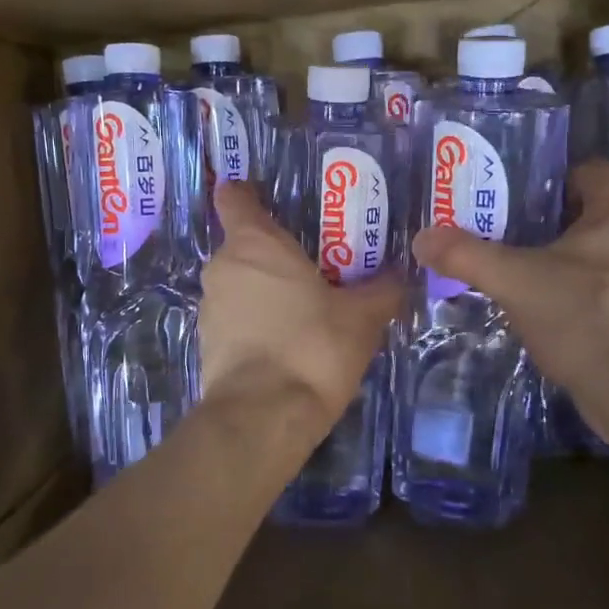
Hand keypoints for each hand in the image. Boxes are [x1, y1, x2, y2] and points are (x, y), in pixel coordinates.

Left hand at [199, 182, 404, 425]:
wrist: (263, 416)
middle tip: (314, 261)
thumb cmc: (312, 347)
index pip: (235, 198)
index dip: (247, 192)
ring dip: (264, 288)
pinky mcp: (206, 343)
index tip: (268, 195)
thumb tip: (401, 274)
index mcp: (254, 243)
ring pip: (238, 282)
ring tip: (304, 303)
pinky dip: (255, 319)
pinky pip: (234, 316)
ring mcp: (210, 306)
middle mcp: (223, 266)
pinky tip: (286, 339)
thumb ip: (382, 290)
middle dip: (274, 250)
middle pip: (243, 244)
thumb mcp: (361, 317)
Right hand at [413, 160, 608, 435]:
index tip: (524, 188)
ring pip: (595, 261)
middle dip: (550, 222)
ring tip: (515, 272)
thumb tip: (422, 237)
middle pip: (592, 217)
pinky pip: (599, 297)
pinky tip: (539, 314)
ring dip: (560, 264)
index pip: (597, 173)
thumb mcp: (514, 281)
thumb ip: (466, 256)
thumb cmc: (583, 316)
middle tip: (504, 230)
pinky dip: (570, 299)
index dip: (562, 174)